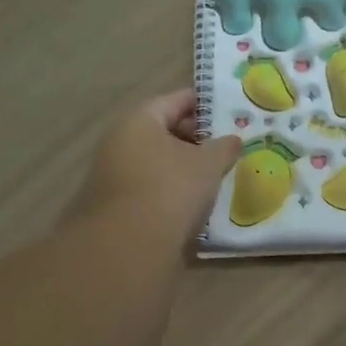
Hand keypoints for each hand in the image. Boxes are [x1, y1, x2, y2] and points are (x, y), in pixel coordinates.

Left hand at [69, 90, 240, 241]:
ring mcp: (112, 173)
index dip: (202, 103)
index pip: (174, 100)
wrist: (128, 245)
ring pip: (154, 159)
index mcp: (139, 120)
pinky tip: (191, 199)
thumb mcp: (209, 164)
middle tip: (223, 144)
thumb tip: (233, 139)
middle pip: (161, 129)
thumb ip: (224, 147)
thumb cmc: (171, 189)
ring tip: (212, 173)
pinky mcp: (114, 203)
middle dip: (193, 135)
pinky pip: (148, 184)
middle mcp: (119, 140)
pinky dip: (169, 186)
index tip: (225, 109)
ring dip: (181, 163)